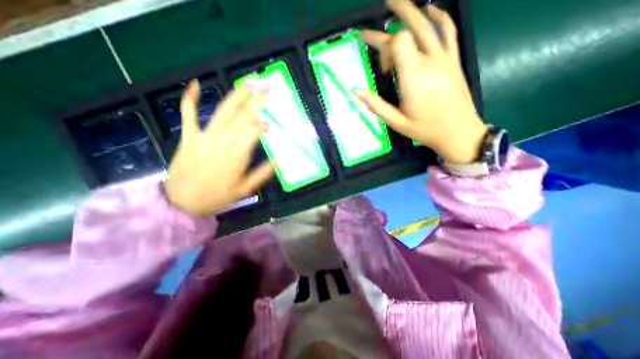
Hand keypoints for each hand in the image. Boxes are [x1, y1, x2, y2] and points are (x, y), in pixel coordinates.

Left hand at [163, 78, 273, 215]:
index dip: (264, 124)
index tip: (273, 123)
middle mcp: (222, 142)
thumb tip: (279, 160)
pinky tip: (197, 84)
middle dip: (257, 100)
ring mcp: (204, 137)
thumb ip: (262, 174)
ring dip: (237, 95)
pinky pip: (188, 114)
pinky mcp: (189, 136)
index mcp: (237, 156)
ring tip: (249, 81)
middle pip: (243, 116)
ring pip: (223, 111)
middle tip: (268, 85)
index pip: (254, 132)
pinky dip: (191, 99)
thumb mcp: (245, 190)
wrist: (182, 202)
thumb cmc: (217, 196)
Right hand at [356, 0, 485, 163]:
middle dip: (394, 18)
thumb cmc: (425, 130)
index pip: (398, 42)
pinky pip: (449, 31)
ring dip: (413, 10)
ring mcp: (445, 59)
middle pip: (410, 30)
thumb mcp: (396, 122)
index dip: (384, 48)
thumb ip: (376, 106)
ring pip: (429, 25)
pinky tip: (432, 8)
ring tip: (398, 1)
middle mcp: (430, 62)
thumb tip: (356, 91)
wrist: (459, 132)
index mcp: (414, 77)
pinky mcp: (453, 61)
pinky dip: (441, 16)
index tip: (382, 68)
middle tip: (381, 6)